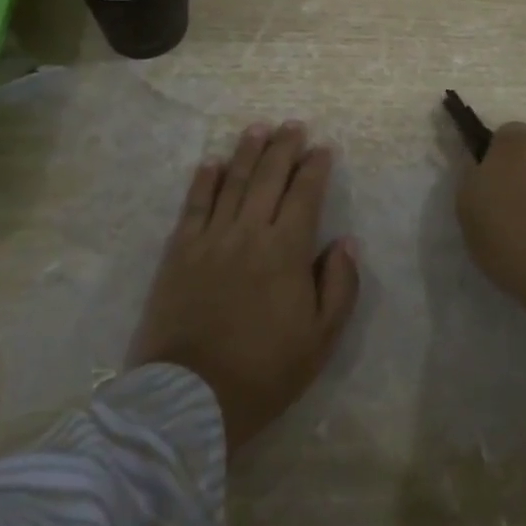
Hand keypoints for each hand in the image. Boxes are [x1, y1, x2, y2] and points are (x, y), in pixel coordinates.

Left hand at [126, 121, 360, 454]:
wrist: (190, 399)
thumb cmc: (263, 372)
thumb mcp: (320, 340)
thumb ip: (340, 286)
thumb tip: (346, 241)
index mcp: (287, 250)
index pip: (305, 193)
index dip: (315, 167)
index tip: (323, 148)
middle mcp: (250, 231)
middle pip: (269, 176)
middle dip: (284, 147)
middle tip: (293, 126)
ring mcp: (211, 238)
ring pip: (233, 181)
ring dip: (247, 151)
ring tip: (259, 128)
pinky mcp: (179, 251)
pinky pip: (194, 204)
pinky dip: (204, 179)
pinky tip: (211, 162)